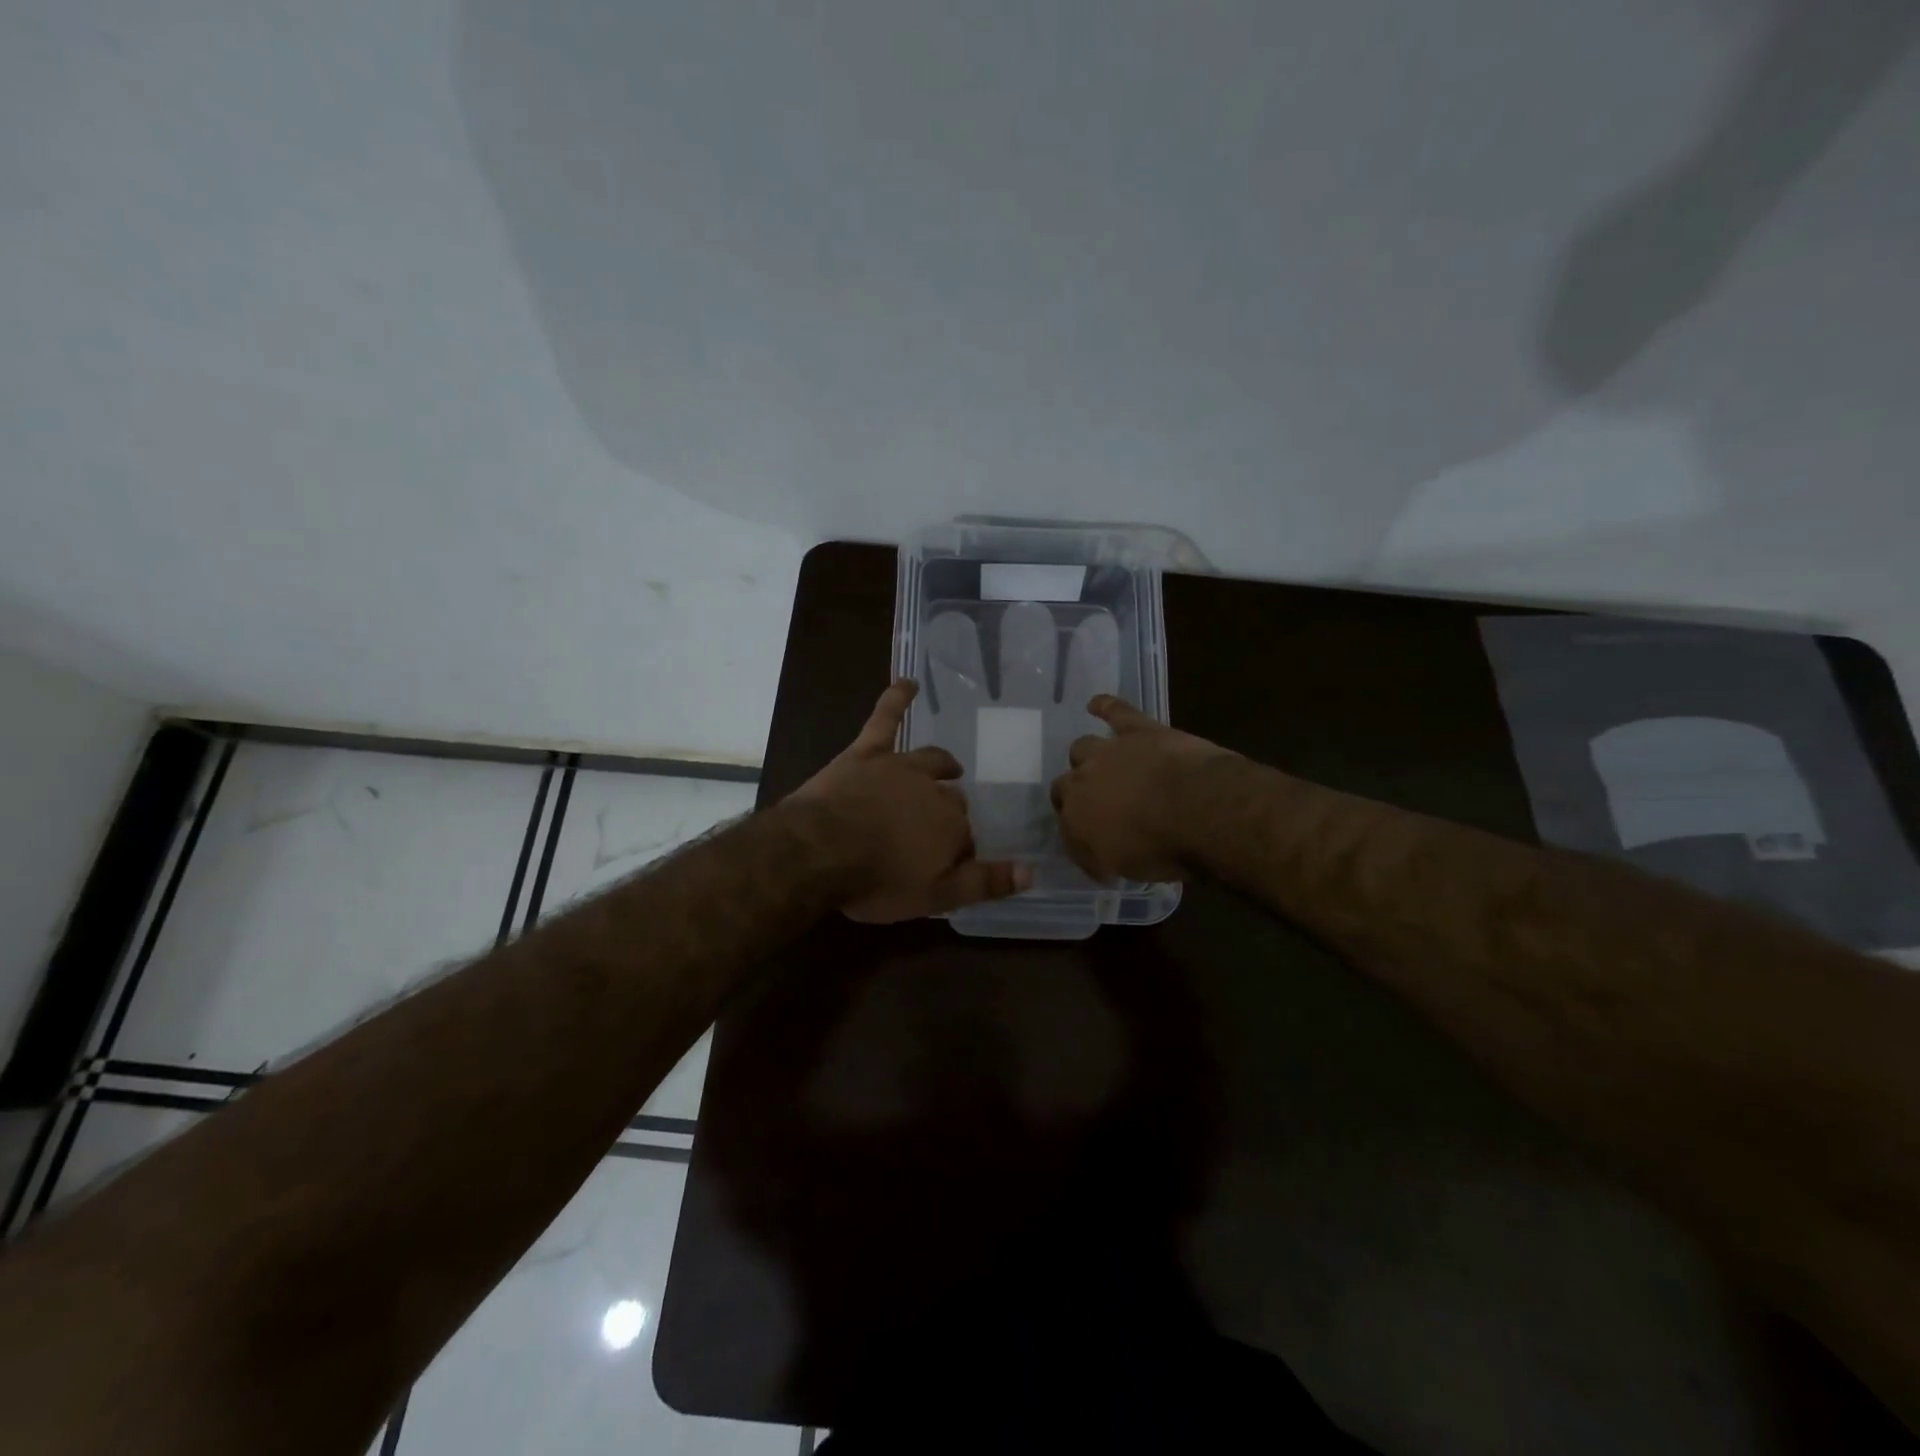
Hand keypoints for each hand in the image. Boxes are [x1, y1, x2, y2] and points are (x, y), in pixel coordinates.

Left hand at [791, 678, 1030, 922]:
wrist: (820, 850)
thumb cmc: (877, 881)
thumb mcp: (935, 896)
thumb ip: (982, 884)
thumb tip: (1031, 871)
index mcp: (951, 826)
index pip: (965, 838)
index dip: (956, 852)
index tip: (945, 865)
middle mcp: (934, 791)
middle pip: (950, 800)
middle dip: (948, 813)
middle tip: (934, 831)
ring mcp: (901, 767)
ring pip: (930, 761)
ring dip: (942, 765)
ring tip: (950, 768)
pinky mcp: (868, 753)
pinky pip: (886, 719)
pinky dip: (897, 700)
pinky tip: (908, 683)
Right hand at [1051, 695, 1234, 881]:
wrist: (1198, 809)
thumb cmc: (1162, 849)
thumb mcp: (1125, 870)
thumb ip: (1103, 858)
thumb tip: (1099, 858)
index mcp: (1076, 820)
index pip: (1066, 826)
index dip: (1078, 833)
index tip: (1094, 844)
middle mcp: (1082, 782)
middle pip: (1066, 785)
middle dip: (1076, 795)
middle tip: (1096, 805)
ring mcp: (1109, 751)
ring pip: (1082, 748)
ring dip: (1087, 757)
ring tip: (1097, 764)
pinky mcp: (1137, 730)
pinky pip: (1114, 711)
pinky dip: (1105, 706)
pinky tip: (1096, 704)